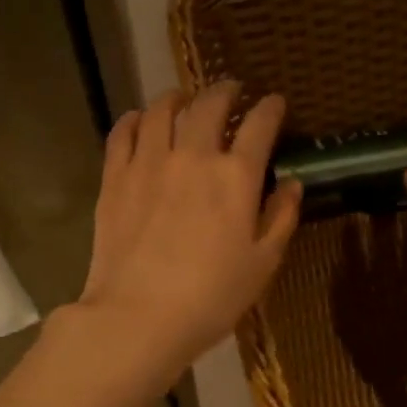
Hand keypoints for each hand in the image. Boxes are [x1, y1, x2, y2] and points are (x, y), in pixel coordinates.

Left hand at [75, 81, 300, 382]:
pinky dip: (134, 119)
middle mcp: (193, 156)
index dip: (270, 108)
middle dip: (225, 91)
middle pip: (209, 105)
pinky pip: (122, 133)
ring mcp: (148, 163)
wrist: (139, 317)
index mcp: (235, 176)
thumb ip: (280, 217)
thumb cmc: (211, 297)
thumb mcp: (263, 263)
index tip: (275, 102)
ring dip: (177, 98)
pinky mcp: (115, 178)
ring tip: (183, 98)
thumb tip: (291, 183)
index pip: (259, 125)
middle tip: (231, 90)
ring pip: (161, 111)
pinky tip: (139, 120)